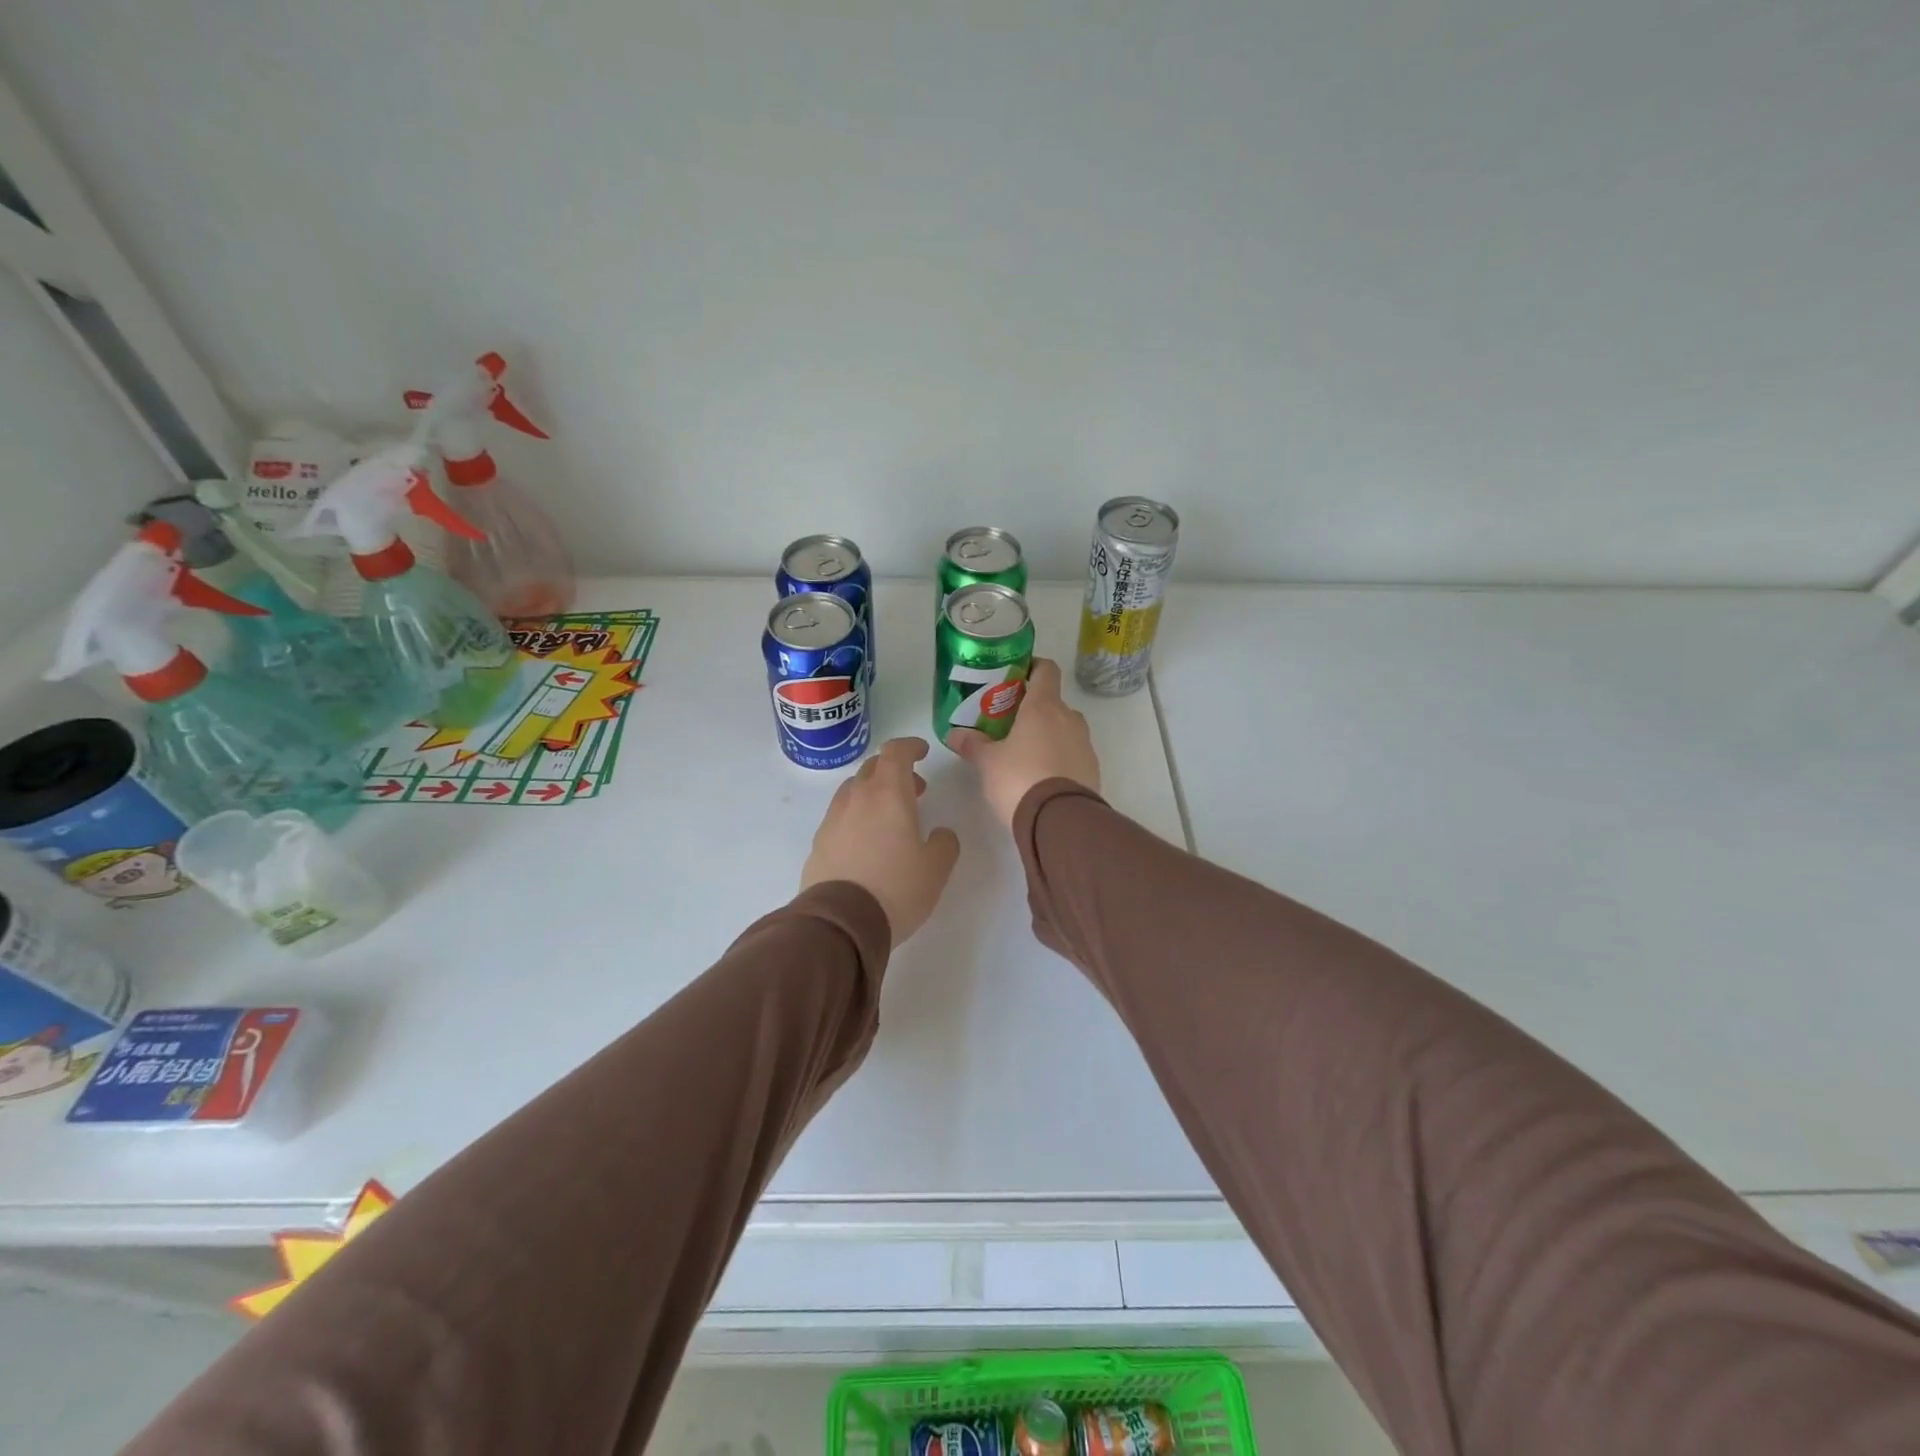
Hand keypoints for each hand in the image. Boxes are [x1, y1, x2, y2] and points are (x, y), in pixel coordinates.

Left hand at [801, 737, 961, 946]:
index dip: (910, 746)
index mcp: (888, 793)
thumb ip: (945, 843)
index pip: (896, 752)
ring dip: (874, 793)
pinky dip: (857, 817)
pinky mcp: (819, 843)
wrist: (840, 922)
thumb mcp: (936, 868)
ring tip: (890, 818)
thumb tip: (940, 834)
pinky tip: (867, 842)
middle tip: (915, 790)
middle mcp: (857, 798)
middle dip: (894, 771)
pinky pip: (840, 817)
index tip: (923, 752)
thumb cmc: (896, 888)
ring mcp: (833, 819)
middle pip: (872, 768)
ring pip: (853, 791)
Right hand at [948, 658, 1100, 827]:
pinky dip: (1060, 757)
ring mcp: (1085, 744)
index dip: (1033, 667)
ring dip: (1048, 735)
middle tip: (1010, 724)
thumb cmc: (1020, 779)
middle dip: (1034, 710)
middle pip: (1053, 702)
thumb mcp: (988, 763)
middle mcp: (1069, 718)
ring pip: (1065, 728)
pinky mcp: (1093, 768)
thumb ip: (973, 745)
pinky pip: (1073, 753)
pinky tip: (1042, 777)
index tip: (1017, 675)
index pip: (1046, 670)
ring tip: (1025, 754)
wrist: (1060, 821)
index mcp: (1044, 707)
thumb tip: (954, 734)